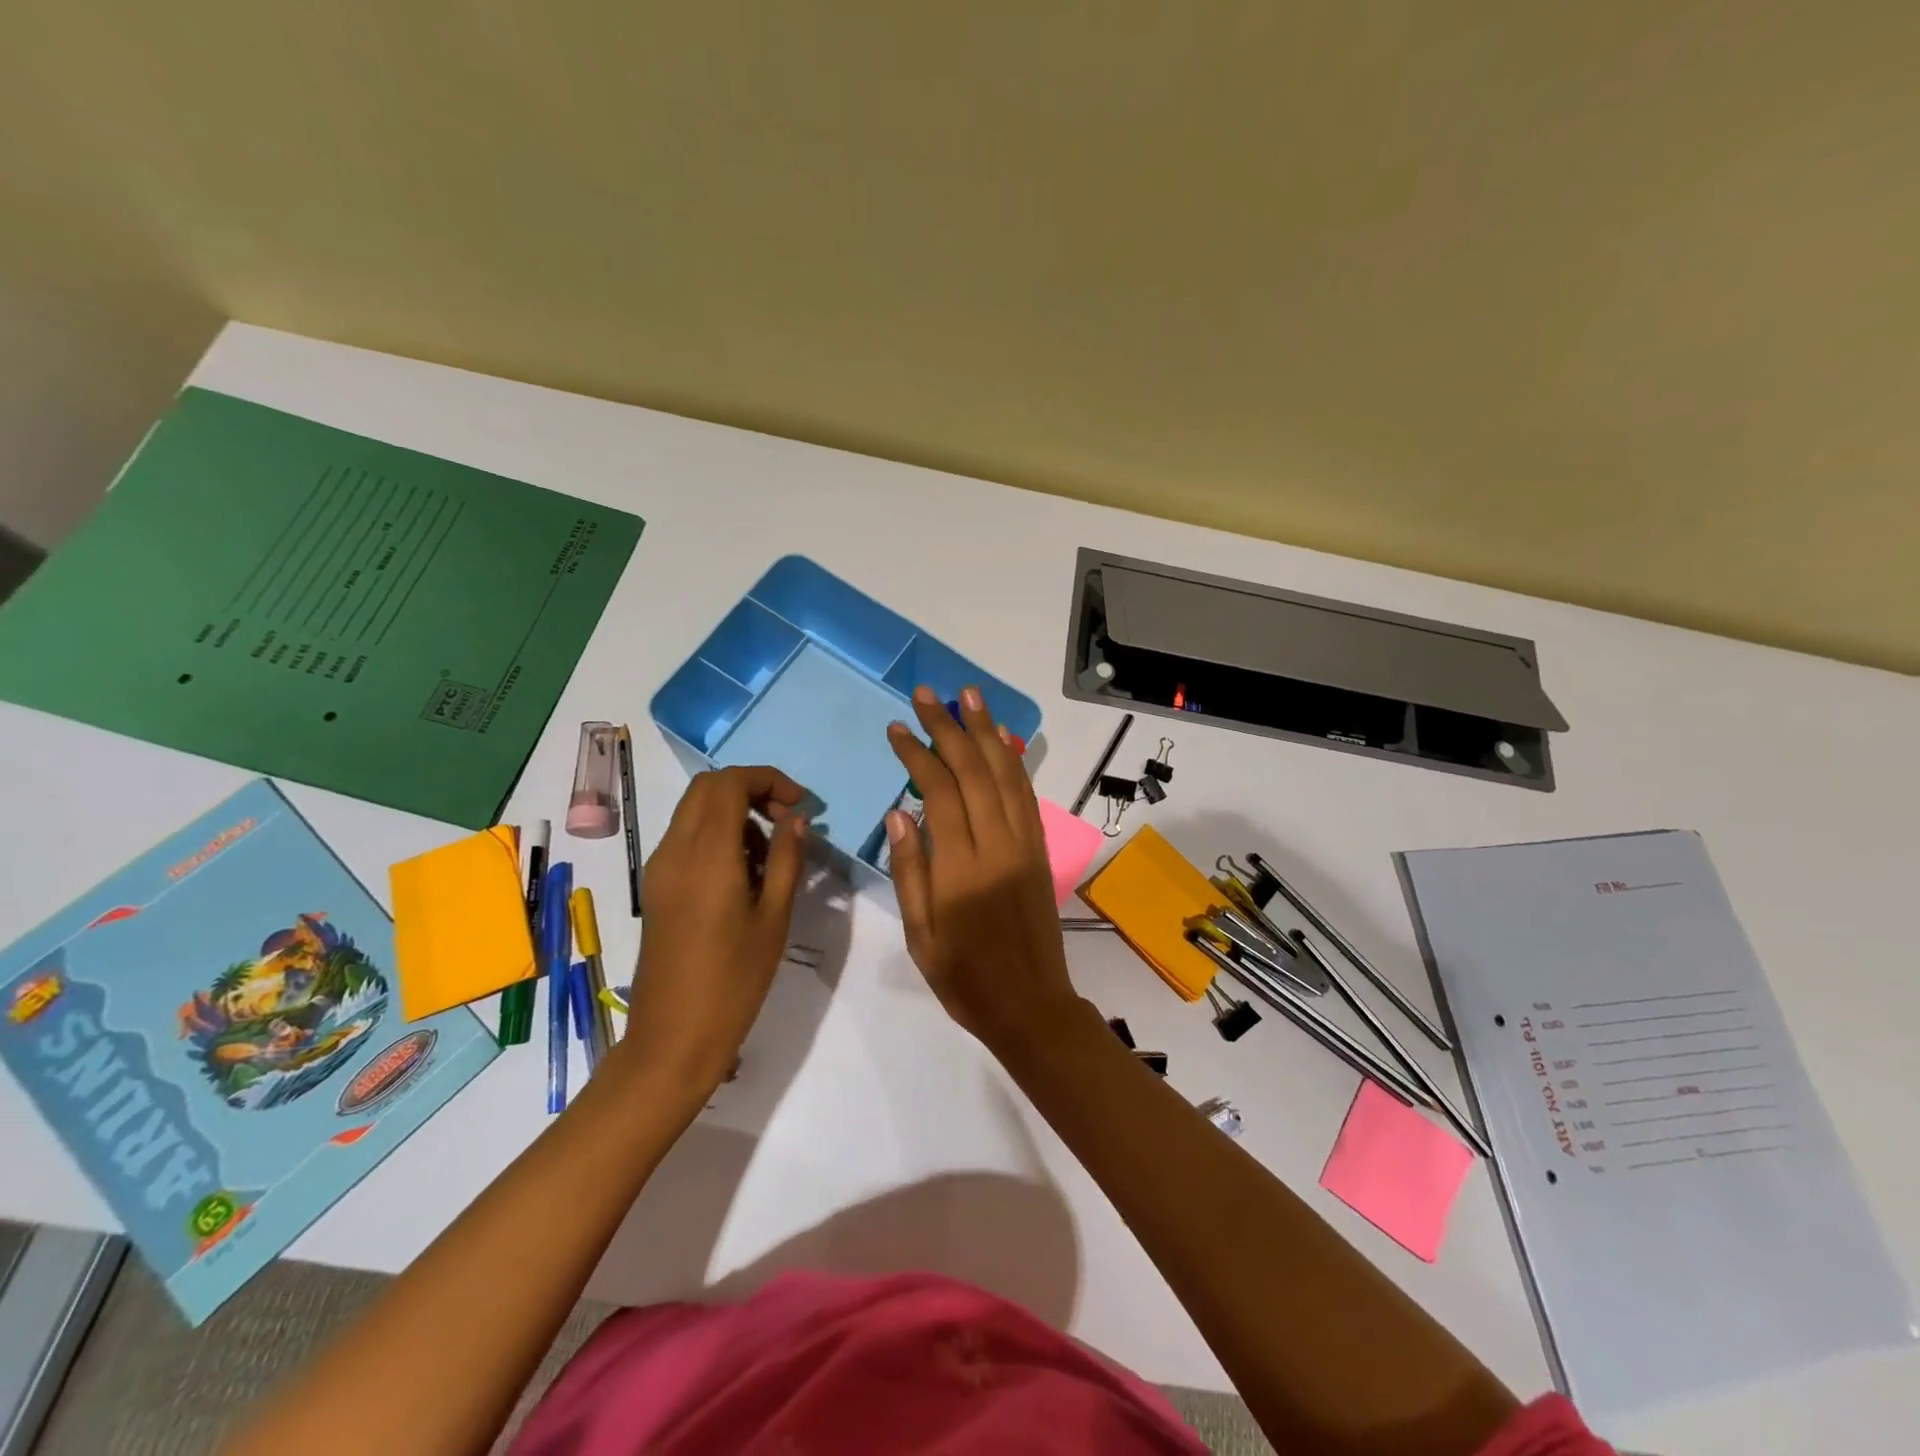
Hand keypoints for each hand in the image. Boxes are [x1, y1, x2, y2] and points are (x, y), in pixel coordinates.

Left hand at [621, 766, 808, 1104]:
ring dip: (735, 813)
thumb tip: (797, 819)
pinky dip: (717, 835)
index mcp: (706, 855)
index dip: (769, 780)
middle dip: (751, 789)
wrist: (673, 1038)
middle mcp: (675, 850)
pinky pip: (686, 838)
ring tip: (770, 854)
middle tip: (786, 820)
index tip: (801, 805)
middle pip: (707, 788)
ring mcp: (660, 868)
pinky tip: (743, 874)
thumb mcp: (774, 917)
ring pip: (695, 811)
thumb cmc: (734, 980)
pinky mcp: (656, 887)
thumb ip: (786, 858)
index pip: (730, 783)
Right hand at [884, 686, 1082, 1051]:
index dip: (917, 755)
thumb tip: (899, 813)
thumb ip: (910, 870)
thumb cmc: (965, 978)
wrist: (1031, 1005)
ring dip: (987, 731)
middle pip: (974, 770)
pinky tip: (1002, 739)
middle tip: (928, 693)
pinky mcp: (1040, 849)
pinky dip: (1014, 761)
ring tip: (970, 696)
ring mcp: (1025, 843)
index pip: (939, 792)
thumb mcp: (920, 935)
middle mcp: (998, 844)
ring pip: (1006, 774)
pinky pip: (1027, 794)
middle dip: (949, 727)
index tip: (897, 728)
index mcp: (961, 868)